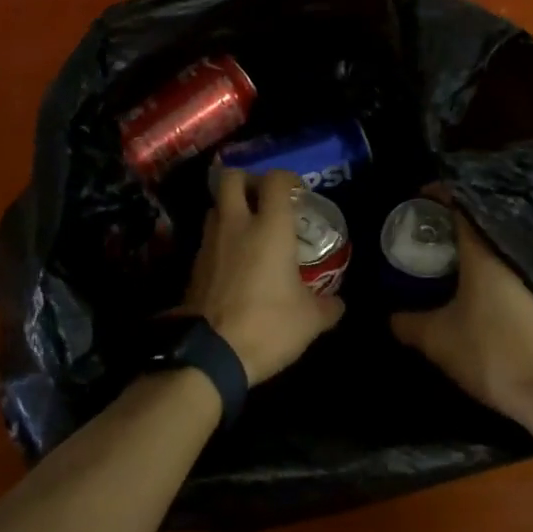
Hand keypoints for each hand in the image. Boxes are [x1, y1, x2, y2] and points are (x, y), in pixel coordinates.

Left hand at [179, 169, 343, 383]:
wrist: (209, 353)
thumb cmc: (267, 326)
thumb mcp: (309, 321)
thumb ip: (327, 306)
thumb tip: (337, 302)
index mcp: (270, 227)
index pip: (275, 180)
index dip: (287, 178)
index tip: (297, 191)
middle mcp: (236, 224)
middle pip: (232, 177)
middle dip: (248, 180)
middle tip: (264, 198)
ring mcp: (210, 242)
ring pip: (216, 205)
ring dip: (231, 208)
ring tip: (249, 228)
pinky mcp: (194, 263)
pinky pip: (208, 235)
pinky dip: (221, 236)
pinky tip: (235, 259)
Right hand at [390, 202, 532, 422]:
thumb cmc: (491, 352)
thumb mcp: (437, 340)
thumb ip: (409, 323)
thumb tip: (390, 316)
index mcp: (483, 253)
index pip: (460, 206)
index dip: (438, 197)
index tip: (419, 199)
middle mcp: (511, 256)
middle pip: (479, 228)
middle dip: (452, 227)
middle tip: (427, 235)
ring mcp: (532, 278)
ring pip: (496, 251)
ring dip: (472, 252)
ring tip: (446, 262)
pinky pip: (509, 272)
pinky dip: (489, 274)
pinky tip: (475, 292)